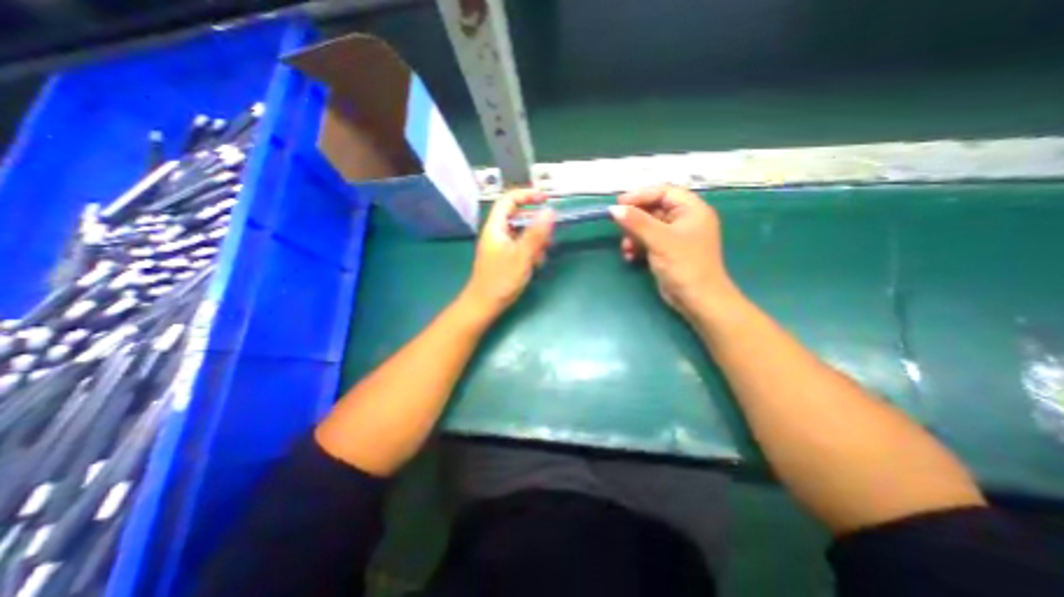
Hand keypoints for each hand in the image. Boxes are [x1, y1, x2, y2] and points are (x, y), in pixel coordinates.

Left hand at [463, 189, 557, 317]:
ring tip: (542, 255)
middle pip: (518, 217)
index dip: (527, 195)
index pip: (509, 200)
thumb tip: (550, 211)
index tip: (546, 199)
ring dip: (535, 240)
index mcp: (496, 227)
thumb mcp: (522, 255)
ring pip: (522, 233)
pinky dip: (531, 251)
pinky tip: (536, 264)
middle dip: (536, 224)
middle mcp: (497, 233)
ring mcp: (501, 246)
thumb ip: (536, 233)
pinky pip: (521, 246)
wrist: (484, 305)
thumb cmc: (501, 280)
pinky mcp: (505, 257)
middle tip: (549, 236)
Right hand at [611, 184, 735, 322]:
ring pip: (648, 227)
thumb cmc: (684, 265)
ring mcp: (676, 237)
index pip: (664, 192)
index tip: (619, 203)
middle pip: (654, 209)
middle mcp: (685, 220)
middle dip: (635, 219)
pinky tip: (629, 256)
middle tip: (618, 225)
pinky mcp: (667, 252)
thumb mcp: (659, 240)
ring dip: (633, 235)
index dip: (641, 195)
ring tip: (625, 247)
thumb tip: (614, 209)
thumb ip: (636, 222)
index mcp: (692, 210)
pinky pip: (649, 242)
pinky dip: (637, 246)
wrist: (697, 299)